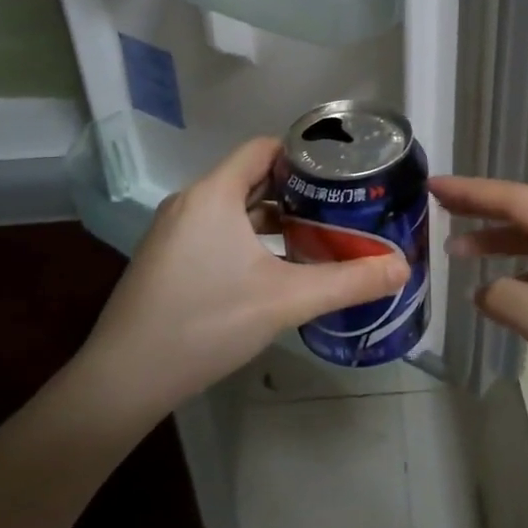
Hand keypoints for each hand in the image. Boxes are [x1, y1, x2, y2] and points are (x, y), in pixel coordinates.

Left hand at [82, 138, 407, 410]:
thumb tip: (403, 268)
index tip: (341, 175)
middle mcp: (190, 203)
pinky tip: (275, 268)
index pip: (264, 149)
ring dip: (274, 218)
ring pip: (234, 208)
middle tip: (340, 208)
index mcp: (214, 194)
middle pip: (252, 178)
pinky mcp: (167, 259)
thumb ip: (348, 281)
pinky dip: (249, 238)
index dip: (304, 155)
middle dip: (297, 191)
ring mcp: (174, 232)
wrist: (124, 378)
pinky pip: (216, 231)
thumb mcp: (286, 300)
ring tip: (316, 236)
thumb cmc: (206, 323)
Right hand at [434, 175, 527, 434]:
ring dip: (498, 243)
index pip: (516, 199)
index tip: (432, 185)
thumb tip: (483, 291)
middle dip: (481, 210)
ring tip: (457, 252)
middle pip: (526, 214)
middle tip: (437, 208)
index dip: (471, 191)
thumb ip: (509, 299)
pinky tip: (501, 290)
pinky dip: (520, 272)